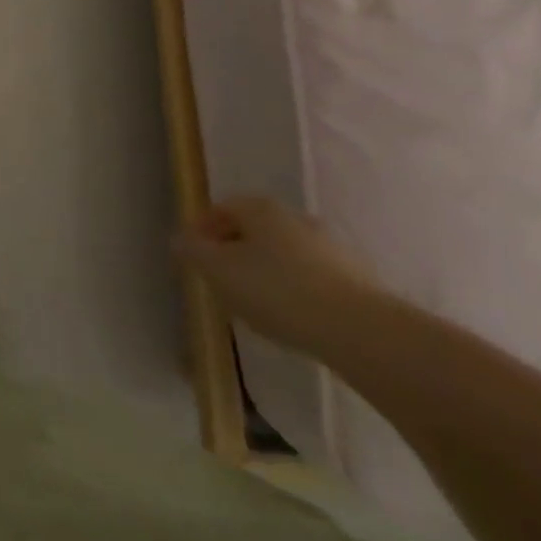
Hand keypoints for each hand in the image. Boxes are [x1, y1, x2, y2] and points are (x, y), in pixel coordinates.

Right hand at [173, 196, 380, 354]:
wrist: (359, 331)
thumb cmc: (276, 290)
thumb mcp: (218, 271)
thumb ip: (193, 252)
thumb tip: (181, 240)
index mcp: (260, 208)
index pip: (221, 209)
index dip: (201, 230)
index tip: (192, 257)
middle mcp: (294, 218)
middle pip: (252, 230)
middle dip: (232, 251)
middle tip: (219, 280)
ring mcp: (328, 248)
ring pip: (281, 254)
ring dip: (262, 272)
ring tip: (252, 304)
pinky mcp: (353, 280)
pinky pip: (308, 278)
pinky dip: (291, 290)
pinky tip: (288, 317)